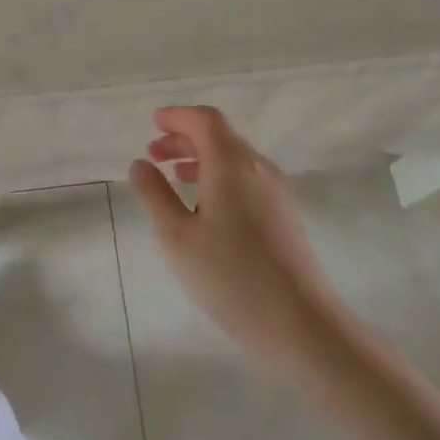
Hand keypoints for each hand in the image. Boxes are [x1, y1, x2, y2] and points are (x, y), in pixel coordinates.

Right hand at [128, 107, 346, 377]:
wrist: (299, 322)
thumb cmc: (229, 277)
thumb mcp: (177, 237)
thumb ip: (155, 195)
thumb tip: (141, 165)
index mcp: (231, 164)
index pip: (205, 120)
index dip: (178, 116)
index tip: (154, 123)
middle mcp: (258, 168)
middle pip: (220, 136)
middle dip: (185, 138)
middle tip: (154, 153)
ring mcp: (276, 191)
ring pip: (235, 158)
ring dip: (202, 158)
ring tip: (175, 176)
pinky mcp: (284, 214)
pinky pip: (247, 179)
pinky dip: (220, 177)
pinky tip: (206, 206)